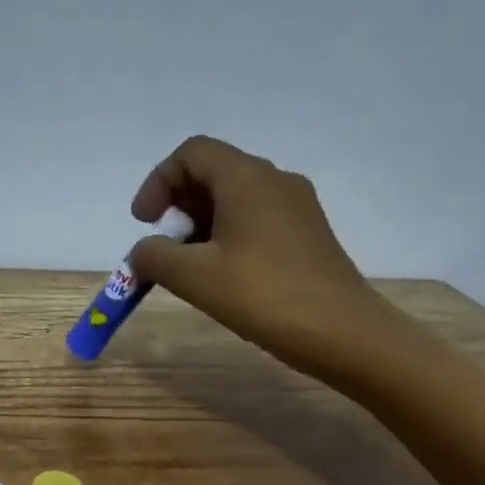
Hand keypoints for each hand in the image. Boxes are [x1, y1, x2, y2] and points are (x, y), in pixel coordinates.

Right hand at [128, 135, 397, 381]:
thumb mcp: (193, 276)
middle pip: (213, 172)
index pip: (192, 153)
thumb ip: (154, 257)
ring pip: (233, 198)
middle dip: (177, 205)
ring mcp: (295, 207)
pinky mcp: (305, 234)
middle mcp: (274, 180)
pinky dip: (225, 237)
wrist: (340, 331)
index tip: (143, 223)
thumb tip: (143, 251)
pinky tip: (219, 276)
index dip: (158, 182)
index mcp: (246, 178)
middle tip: (161, 248)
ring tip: (186, 268)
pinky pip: (254, 219)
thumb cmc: (261, 295)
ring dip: (199, 225)